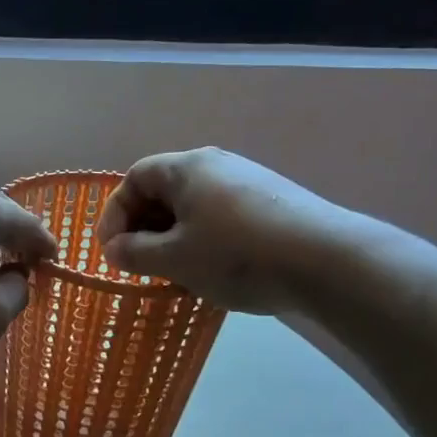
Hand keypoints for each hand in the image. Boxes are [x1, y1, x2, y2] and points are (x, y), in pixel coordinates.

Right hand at [96, 148, 367, 313]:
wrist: (326, 262)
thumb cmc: (236, 255)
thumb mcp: (173, 259)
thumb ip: (134, 253)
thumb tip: (114, 249)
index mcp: (187, 168)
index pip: (134, 178)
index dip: (114, 213)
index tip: (111, 251)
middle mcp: (217, 165)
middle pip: (164, 190)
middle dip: (143, 227)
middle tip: (137, 263)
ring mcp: (249, 182)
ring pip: (193, 206)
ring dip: (172, 237)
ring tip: (172, 271)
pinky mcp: (272, 203)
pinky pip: (220, 216)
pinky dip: (202, 239)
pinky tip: (211, 270)